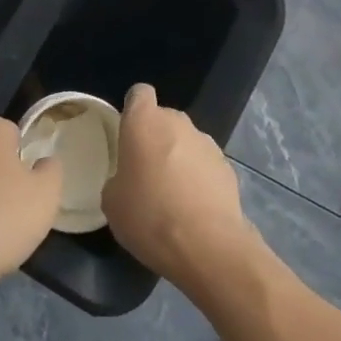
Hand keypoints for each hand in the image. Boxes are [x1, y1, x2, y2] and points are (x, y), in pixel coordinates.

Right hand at [102, 84, 257, 292]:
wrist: (208, 246)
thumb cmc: (150, 216)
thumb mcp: (112, 203)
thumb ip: (117, 178)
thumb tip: (127, 180)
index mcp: (144, 122)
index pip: (139, 93)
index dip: (133, 110)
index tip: (128, 135)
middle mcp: (177, 122)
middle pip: (164, 119)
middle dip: (155, 139)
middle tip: (146, 173)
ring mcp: (206, 142)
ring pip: (185, 142)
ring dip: (178, 158)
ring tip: (173, 196)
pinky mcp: (227, 166)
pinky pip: (205, 164)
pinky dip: (199, 178)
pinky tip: (194, 209)